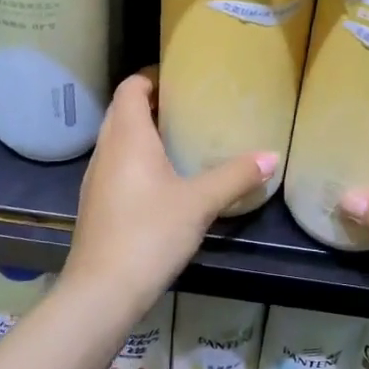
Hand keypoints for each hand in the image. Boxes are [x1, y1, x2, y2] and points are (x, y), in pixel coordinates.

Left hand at [63, 74, 275, 317]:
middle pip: (122, 110)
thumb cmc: (149, 233)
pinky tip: (162, 180)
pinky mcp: (96, 204)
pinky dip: (136, 159)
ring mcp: (96, 178)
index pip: (130, 87)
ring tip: (179, 138)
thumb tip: (272, 156)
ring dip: (142, 132)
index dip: (151, 76)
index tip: (181, 79)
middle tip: (187, 106)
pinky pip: (116, 165)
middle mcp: (106, 150)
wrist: (102, 291)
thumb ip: (235, 176)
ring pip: (117, 140)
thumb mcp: (200, 202)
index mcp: (126, 136)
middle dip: (151, 103)